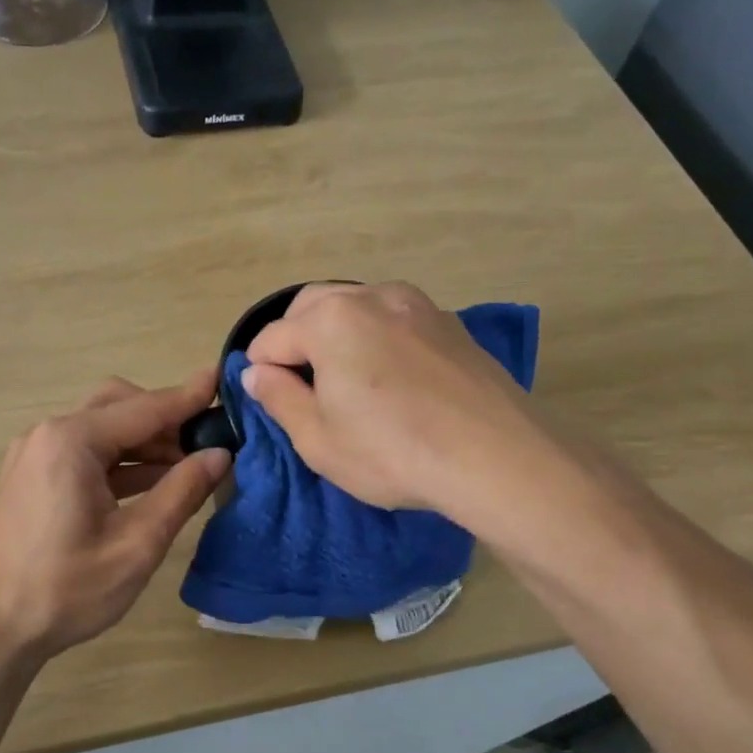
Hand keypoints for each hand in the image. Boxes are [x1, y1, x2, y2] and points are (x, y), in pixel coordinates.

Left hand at [0, 370, 230, 663]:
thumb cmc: (65, 589)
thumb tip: (220, 455)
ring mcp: (35, 454)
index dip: (188, 396)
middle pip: (119, 406)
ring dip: (143, 441)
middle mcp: (49, 434)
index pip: (144, 407)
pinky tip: (150, 483)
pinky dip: (119, 459)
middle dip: (164, 419)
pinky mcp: (31, 476)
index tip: (223, 379)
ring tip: (187, 466)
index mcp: (72, 441)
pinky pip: (84, 451)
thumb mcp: (136, 545)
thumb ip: (181, 493)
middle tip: (206, 442)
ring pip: (101, 428)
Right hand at [242, 282, 532, 515]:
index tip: (271, 404)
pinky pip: (393, 317)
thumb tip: (255, 372)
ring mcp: (416, 303)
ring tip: (347, 381)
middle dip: (294, 340)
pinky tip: (391, 377)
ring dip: (335, 333)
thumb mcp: (318, 440)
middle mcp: (370, 296)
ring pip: (355, 305)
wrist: (496, 457)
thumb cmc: (393, 452)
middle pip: (310, 307)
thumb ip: (278, 398)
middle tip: (305, 389)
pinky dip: (376, 335)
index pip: (270, 339)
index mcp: (329, 320)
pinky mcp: (448, 321)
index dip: (260, 372)